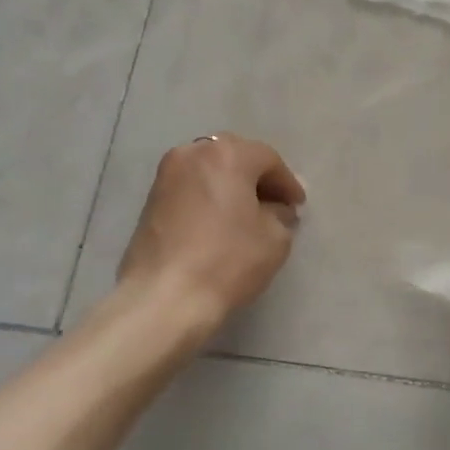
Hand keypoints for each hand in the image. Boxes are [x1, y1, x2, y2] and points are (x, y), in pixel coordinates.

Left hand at [119, 134, 305, 327]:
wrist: (164, 296)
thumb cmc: (227, 261)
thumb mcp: (275, 238)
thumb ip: (281, 214)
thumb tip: (276, 209)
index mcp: (227, 154)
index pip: (268, 160)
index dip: (288, 183)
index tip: (298, 207)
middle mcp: (193, 153)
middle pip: (235, 158)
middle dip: (258, 179)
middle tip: (276, 206)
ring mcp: (166, 175)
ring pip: (210, 172)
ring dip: (232, 188)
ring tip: (248, 216)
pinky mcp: (151, 199)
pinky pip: (191, 188)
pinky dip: (209, 198)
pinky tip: (220, 224)